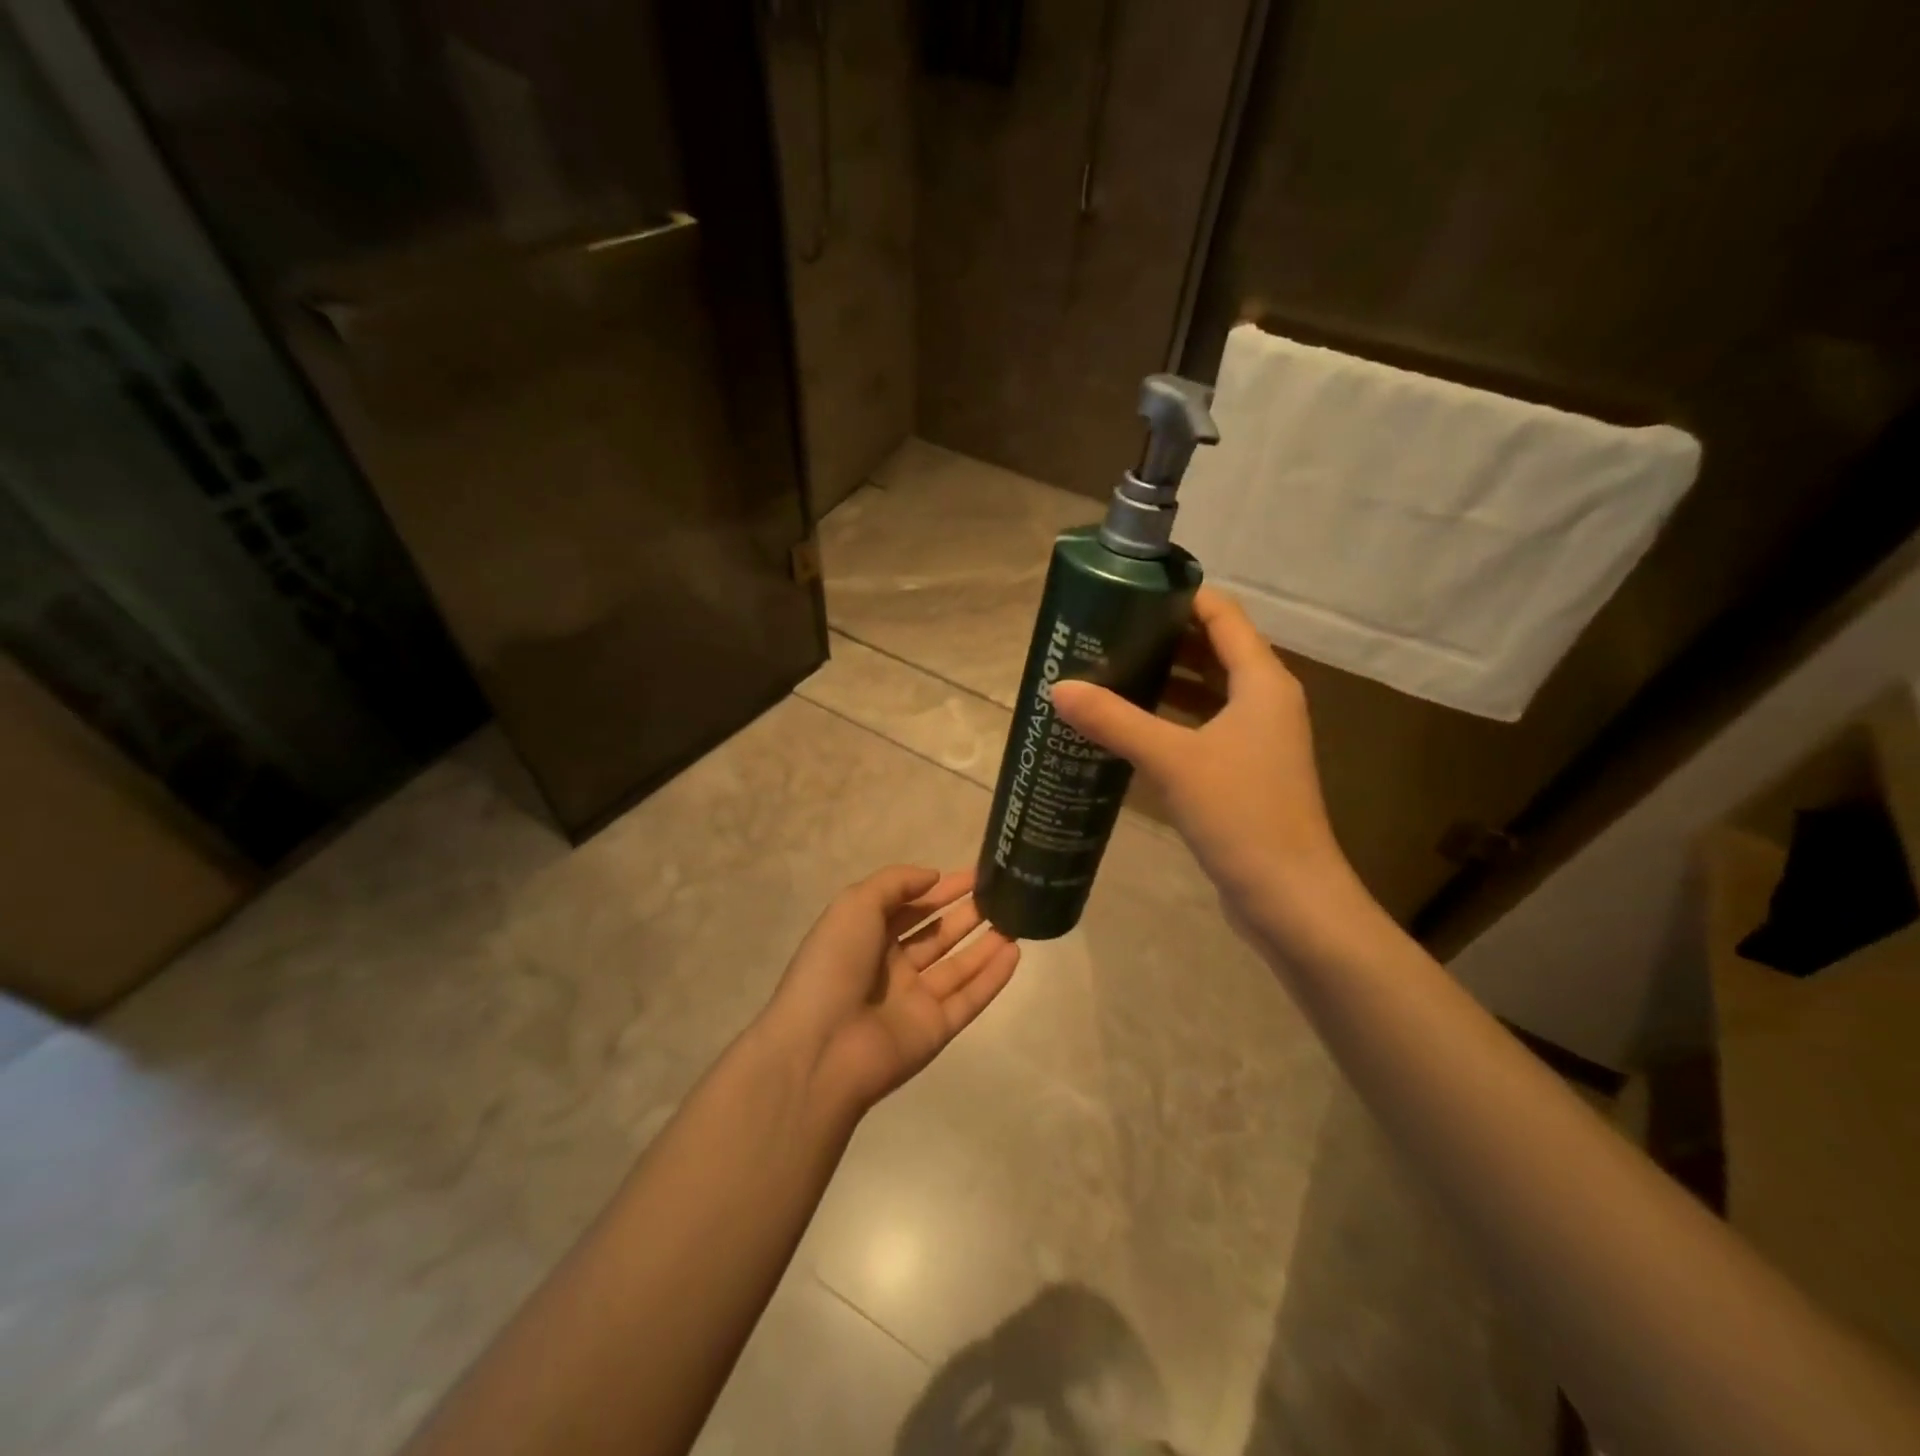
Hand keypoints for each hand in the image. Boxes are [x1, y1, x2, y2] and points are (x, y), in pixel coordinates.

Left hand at [763, 866, 1019, 1114]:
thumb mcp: (855, 905)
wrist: (822, 1048)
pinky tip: (1015, 952)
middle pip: (937, 934)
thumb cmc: (835, 964)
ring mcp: (913, 1000)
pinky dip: (992, 977)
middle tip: (1003, 893)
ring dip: (985, 943)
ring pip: (957, 966)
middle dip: (967, 913)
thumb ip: (895, 883)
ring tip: (1017, 918)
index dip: (942, 889)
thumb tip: (934, 877)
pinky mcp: (934, 1030)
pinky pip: (969, 999)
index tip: (977, 874)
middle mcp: (890, 967)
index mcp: (866, 936)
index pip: (911, 906)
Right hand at [1050, 588, 1360, 941]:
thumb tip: (1059, 689)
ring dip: (1165, 679)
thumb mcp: (1172, 761)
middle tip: (1105, 633)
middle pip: (1213, 649)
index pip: (1222, 615)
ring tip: (1109, 672)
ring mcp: (1257, 739)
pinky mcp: (1245, 772)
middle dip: (1163, 637)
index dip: (1179, 596)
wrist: (1289, 897)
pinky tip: (1130, 727)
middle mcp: (1265, 701)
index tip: (1127, 592)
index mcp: (1262, 681)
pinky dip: (1171, 718)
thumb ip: (1115, 721)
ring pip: (1207, 691)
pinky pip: (1204, 727)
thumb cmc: (1241, 814)